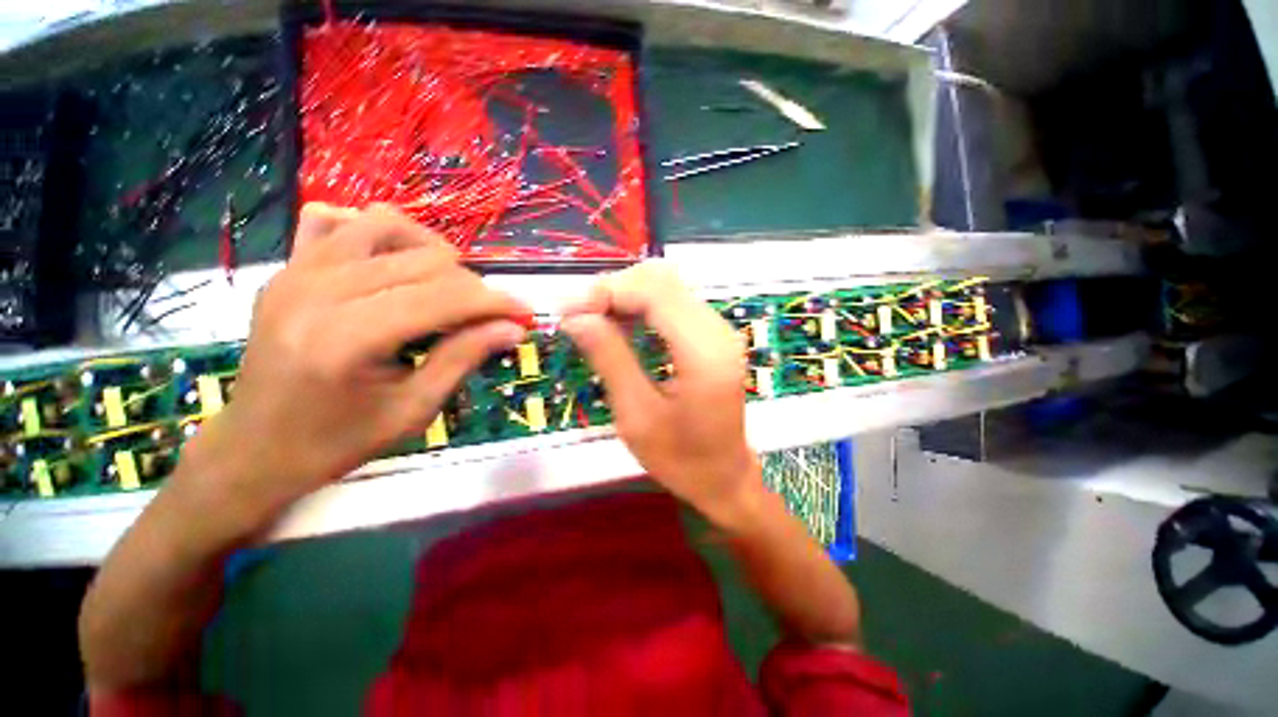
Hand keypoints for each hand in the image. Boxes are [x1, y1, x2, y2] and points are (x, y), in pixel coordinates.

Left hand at [179, 203, 530, 520]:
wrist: (255, 448)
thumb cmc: (338, 441)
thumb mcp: (414, 410)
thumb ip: (464, 358)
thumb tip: (513, 328)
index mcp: (347, 338)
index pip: (444, 298)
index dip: (494, 302)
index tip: (525, 312)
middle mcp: (317, 291)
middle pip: (424, 259)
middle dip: (471, 286)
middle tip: (485, 317)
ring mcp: (295, 272)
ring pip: (384, 224)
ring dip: (430, 252)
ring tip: (445, 286)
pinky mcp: (286, 268)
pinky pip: (335, 221)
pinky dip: (375, 234)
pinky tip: (391, 265)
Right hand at [561, 261, 762, 524]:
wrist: (725, 477)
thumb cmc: (681, 459)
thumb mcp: (636, 415)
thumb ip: (609, 358)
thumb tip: (575, 317)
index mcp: (703, 352)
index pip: (653, 291)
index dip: (607, 291)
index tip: (568, 313)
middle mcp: (717, 330)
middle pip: (661, 279)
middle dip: (614, 290)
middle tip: (579, 318)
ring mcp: (719, 330)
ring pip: (666, 286)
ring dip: (626, 296)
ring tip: (594, 322)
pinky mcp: (713, 335)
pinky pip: (673, 303)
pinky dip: (641, 306)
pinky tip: (621, 327)